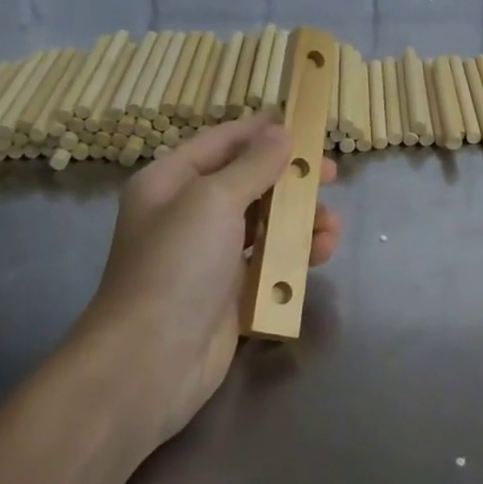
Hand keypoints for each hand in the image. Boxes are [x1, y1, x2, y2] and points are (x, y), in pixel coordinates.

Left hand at [83, 114, 340, 449]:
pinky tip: (321, 253)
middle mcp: (189, 213)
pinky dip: (296, 253)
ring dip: (301, 218)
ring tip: (330, 226)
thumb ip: (253, 165)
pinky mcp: (231, 290)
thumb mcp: (214, 200)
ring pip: (266, 222)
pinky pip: (270, 259)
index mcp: (172, 182)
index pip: (222, 141)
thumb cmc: (177, 265)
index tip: (303, 121)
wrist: (151, 362)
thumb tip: (280, 132)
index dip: (261, 130)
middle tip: (330, 174)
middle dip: (291, 177)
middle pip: (250, 181)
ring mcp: (210, 254)